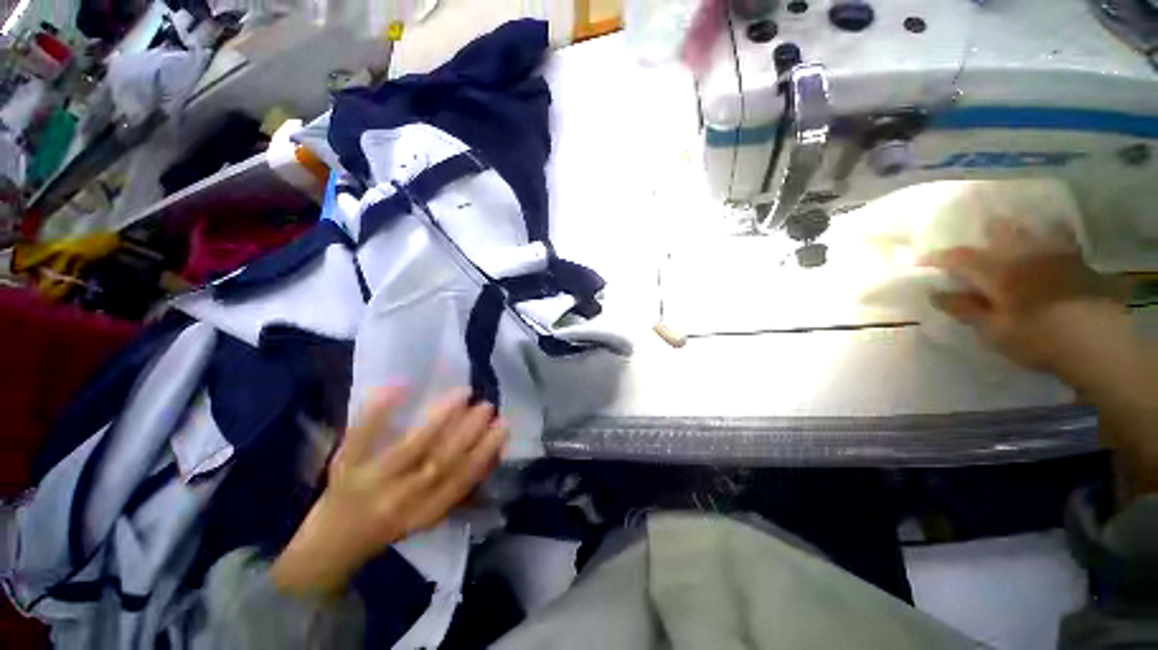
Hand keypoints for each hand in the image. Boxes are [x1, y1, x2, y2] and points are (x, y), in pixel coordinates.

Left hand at [270, 387, 507, 597]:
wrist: (329, 547)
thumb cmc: (388, 527)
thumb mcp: (428, 516)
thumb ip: (458, 487)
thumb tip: (494, 453)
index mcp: (424, 513)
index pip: (461, 481)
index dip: (485, 453)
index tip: (502, 426)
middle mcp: (401, 500)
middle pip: (440, 463)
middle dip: (468, 432)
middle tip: (487, 406)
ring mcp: (370, 482)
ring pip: (411, 448)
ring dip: (441, 418)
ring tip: (463, 394)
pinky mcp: (344, 467)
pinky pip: (361, 437)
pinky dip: (380, 410)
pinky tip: (399, 386)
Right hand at [920, 219, 1128, 377]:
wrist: (1095, 341)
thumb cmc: (1036, 338)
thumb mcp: (993, 331)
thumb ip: (965, 309)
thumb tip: (934, 293)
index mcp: (998, 272)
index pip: (960, 258)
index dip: (938, 257)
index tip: (921, 260)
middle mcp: (1023, 255)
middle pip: (1000, 232)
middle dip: (985, 232)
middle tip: (977, 236)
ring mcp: (1054, 254)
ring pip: (1031, 229)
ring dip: (1017, 228)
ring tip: (1011, 230)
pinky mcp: (1078, 261)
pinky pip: (1063, 236)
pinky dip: (1054, 232)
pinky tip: (1051, 234)